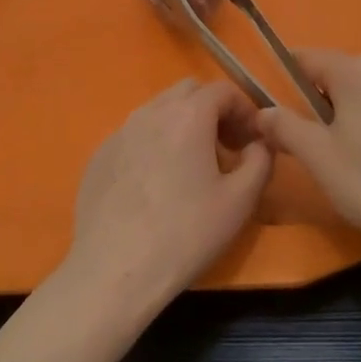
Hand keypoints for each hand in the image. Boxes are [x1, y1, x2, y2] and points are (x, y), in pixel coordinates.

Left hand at [64, 78, 271, 314]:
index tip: (252, 139)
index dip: (244, 109)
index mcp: (188, 114)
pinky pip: (135, 135)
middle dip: (212, 110)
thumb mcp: (240, 201)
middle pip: (188, 91)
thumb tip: (259, 144)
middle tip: (224, 147)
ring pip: (159, 110)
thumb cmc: (185, 234)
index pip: (223, 90)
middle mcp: (152, 111)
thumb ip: (260, 160)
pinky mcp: (100, 155)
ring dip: (182, 124)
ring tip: (190, 167)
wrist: (114, 272)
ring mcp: (120, 131)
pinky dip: (153, 144)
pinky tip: (155, 185)